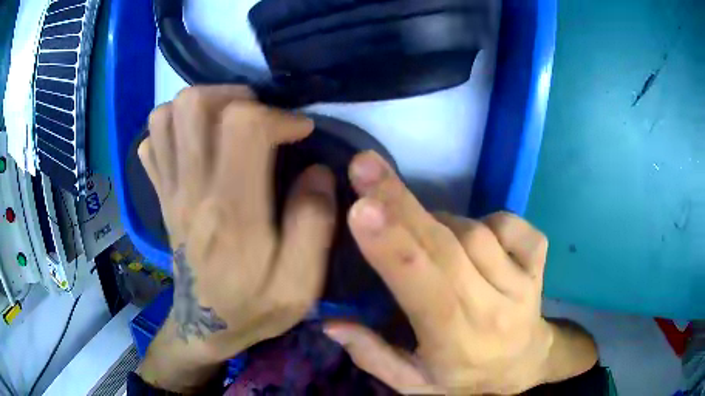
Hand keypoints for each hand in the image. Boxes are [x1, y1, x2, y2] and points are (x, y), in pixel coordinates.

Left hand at [137, 86, 336, 391]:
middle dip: (234, 96)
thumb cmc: (254, 306)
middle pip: (193, 105)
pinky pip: (151, 141)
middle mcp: (192, 189)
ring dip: (201, 106)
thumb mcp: (301, 283)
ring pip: (166, 115)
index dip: (278, 115)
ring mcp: (169, 189)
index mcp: (232, 211)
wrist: (206, 326)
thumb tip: (319, 170)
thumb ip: (315, 224)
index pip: (243, 127)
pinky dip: (171, 129)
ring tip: (227, 123)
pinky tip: (195, 144)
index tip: (300, 131)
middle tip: (259, 117)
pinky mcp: (160, 193)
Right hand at [324, 152, 595, 394]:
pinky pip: (512, 224)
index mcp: (456, 341)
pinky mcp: (539, 262)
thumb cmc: (465, 377)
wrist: (524, 363)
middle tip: (365, 166)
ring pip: (474, 231)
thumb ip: (372, 355)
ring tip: (427, 236)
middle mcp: (493, 308)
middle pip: (447, 248)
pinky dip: (489, 220)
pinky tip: (476, 235)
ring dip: (441, 222)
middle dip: (401, 203)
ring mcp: (523, 282)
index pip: (425, 289)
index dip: (393, 248)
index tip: (362, 207)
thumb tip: (331, 323)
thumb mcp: (414, 382)